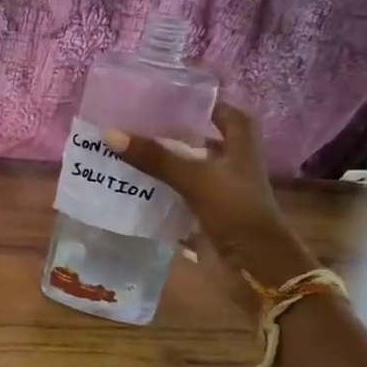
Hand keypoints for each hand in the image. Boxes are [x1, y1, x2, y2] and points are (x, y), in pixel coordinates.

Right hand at [103, 102, 315, 281]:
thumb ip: (155, 157)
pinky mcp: (204, 218)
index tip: (173, 98)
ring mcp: (218, 194)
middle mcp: (231, 167)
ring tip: (125, 151)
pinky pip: (176, 199)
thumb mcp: (195, 178)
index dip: (207, 104)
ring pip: (186, 172)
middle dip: (173, 134)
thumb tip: (110, 133)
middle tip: (136, 123)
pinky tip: (129, 188)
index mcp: (240, 148)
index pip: (228, 115)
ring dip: (161, 165)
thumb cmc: (236, 210)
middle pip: (201, 142)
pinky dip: (156, 195)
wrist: (256, 267)